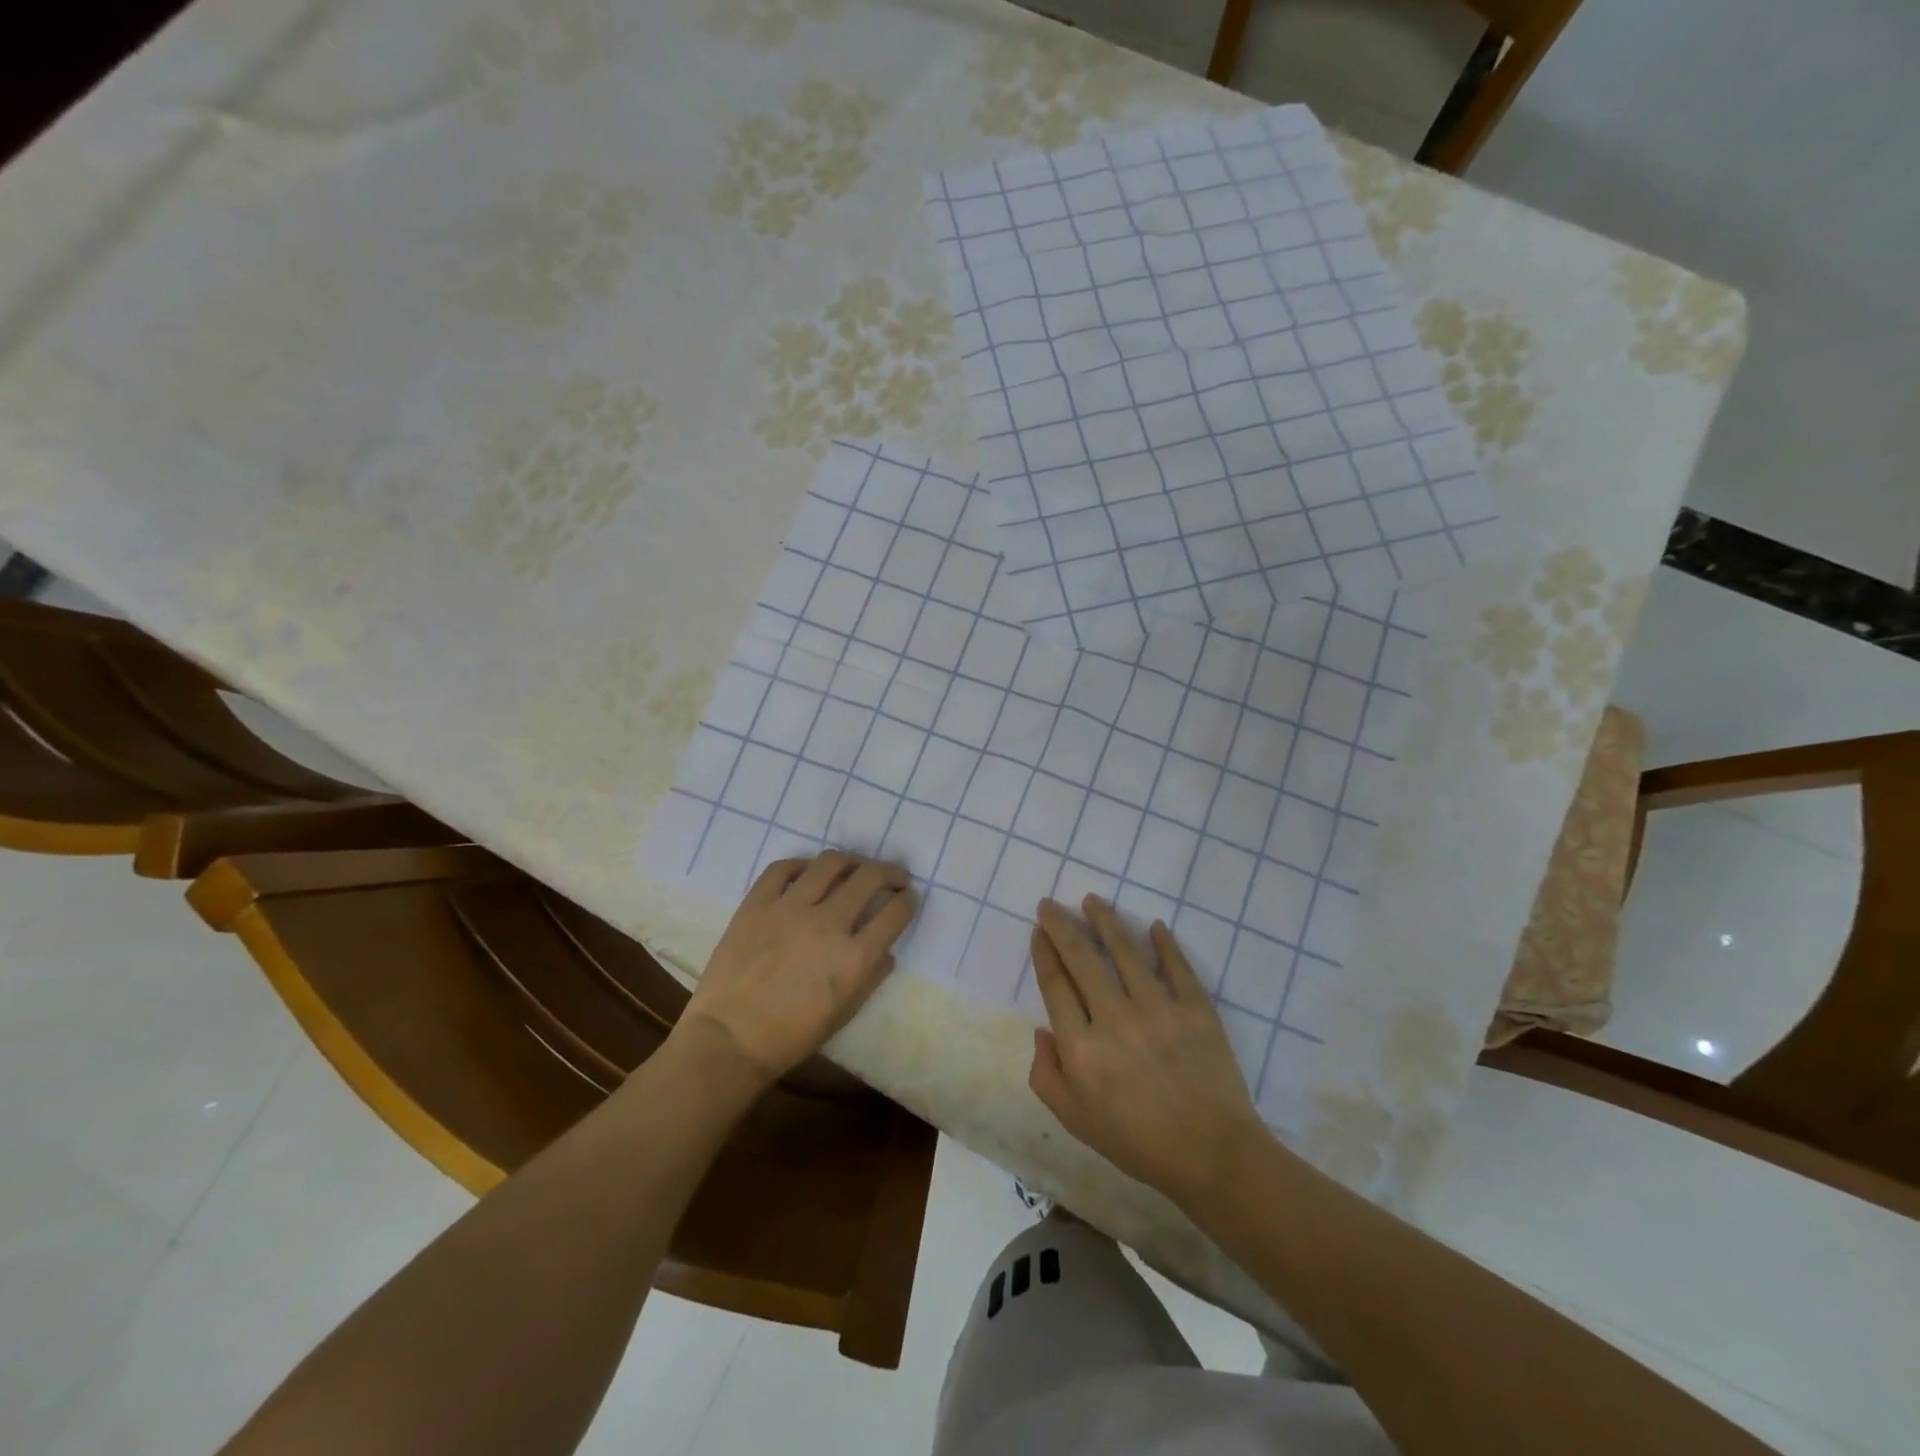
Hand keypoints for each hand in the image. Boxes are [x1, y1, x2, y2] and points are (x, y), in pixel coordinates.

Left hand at [681, 851, 917, 1086]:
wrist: (729, 1040)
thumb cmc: (792, 1036)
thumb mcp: (845, 1013)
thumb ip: (872, 977)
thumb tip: (886, 951)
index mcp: (854, 957)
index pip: (895, 911)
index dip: (907, 900)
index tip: (907, 897)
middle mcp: (828, 923)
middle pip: (870, 877)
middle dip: (889, 872)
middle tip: (891, 876)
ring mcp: (790, 908)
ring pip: (830, 863)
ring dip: (850, 862)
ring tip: (850, 869)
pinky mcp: (757, 903)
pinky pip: (783, 868)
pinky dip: (801, 866)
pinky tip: (806, 874)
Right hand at [1028, 896, 1269, 1209]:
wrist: (1212, 1155)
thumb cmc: (1137, 1141)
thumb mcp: (1075, 1120)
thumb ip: (1046, 1075)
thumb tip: (1043, 1031)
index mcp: (1082, 1048)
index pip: (1056, 985)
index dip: (1044, 952)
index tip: (1038, 930)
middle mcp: (1115, 1019)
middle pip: (1083, 958)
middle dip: (1062, 925)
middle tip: (1051, 904)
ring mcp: (1159, 1009)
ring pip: (1125, 951)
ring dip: (1106, 921)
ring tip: (1093, 900)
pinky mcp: (1195, 1009)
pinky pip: (1176, 966)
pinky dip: (1164, 943)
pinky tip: (1154, 926)